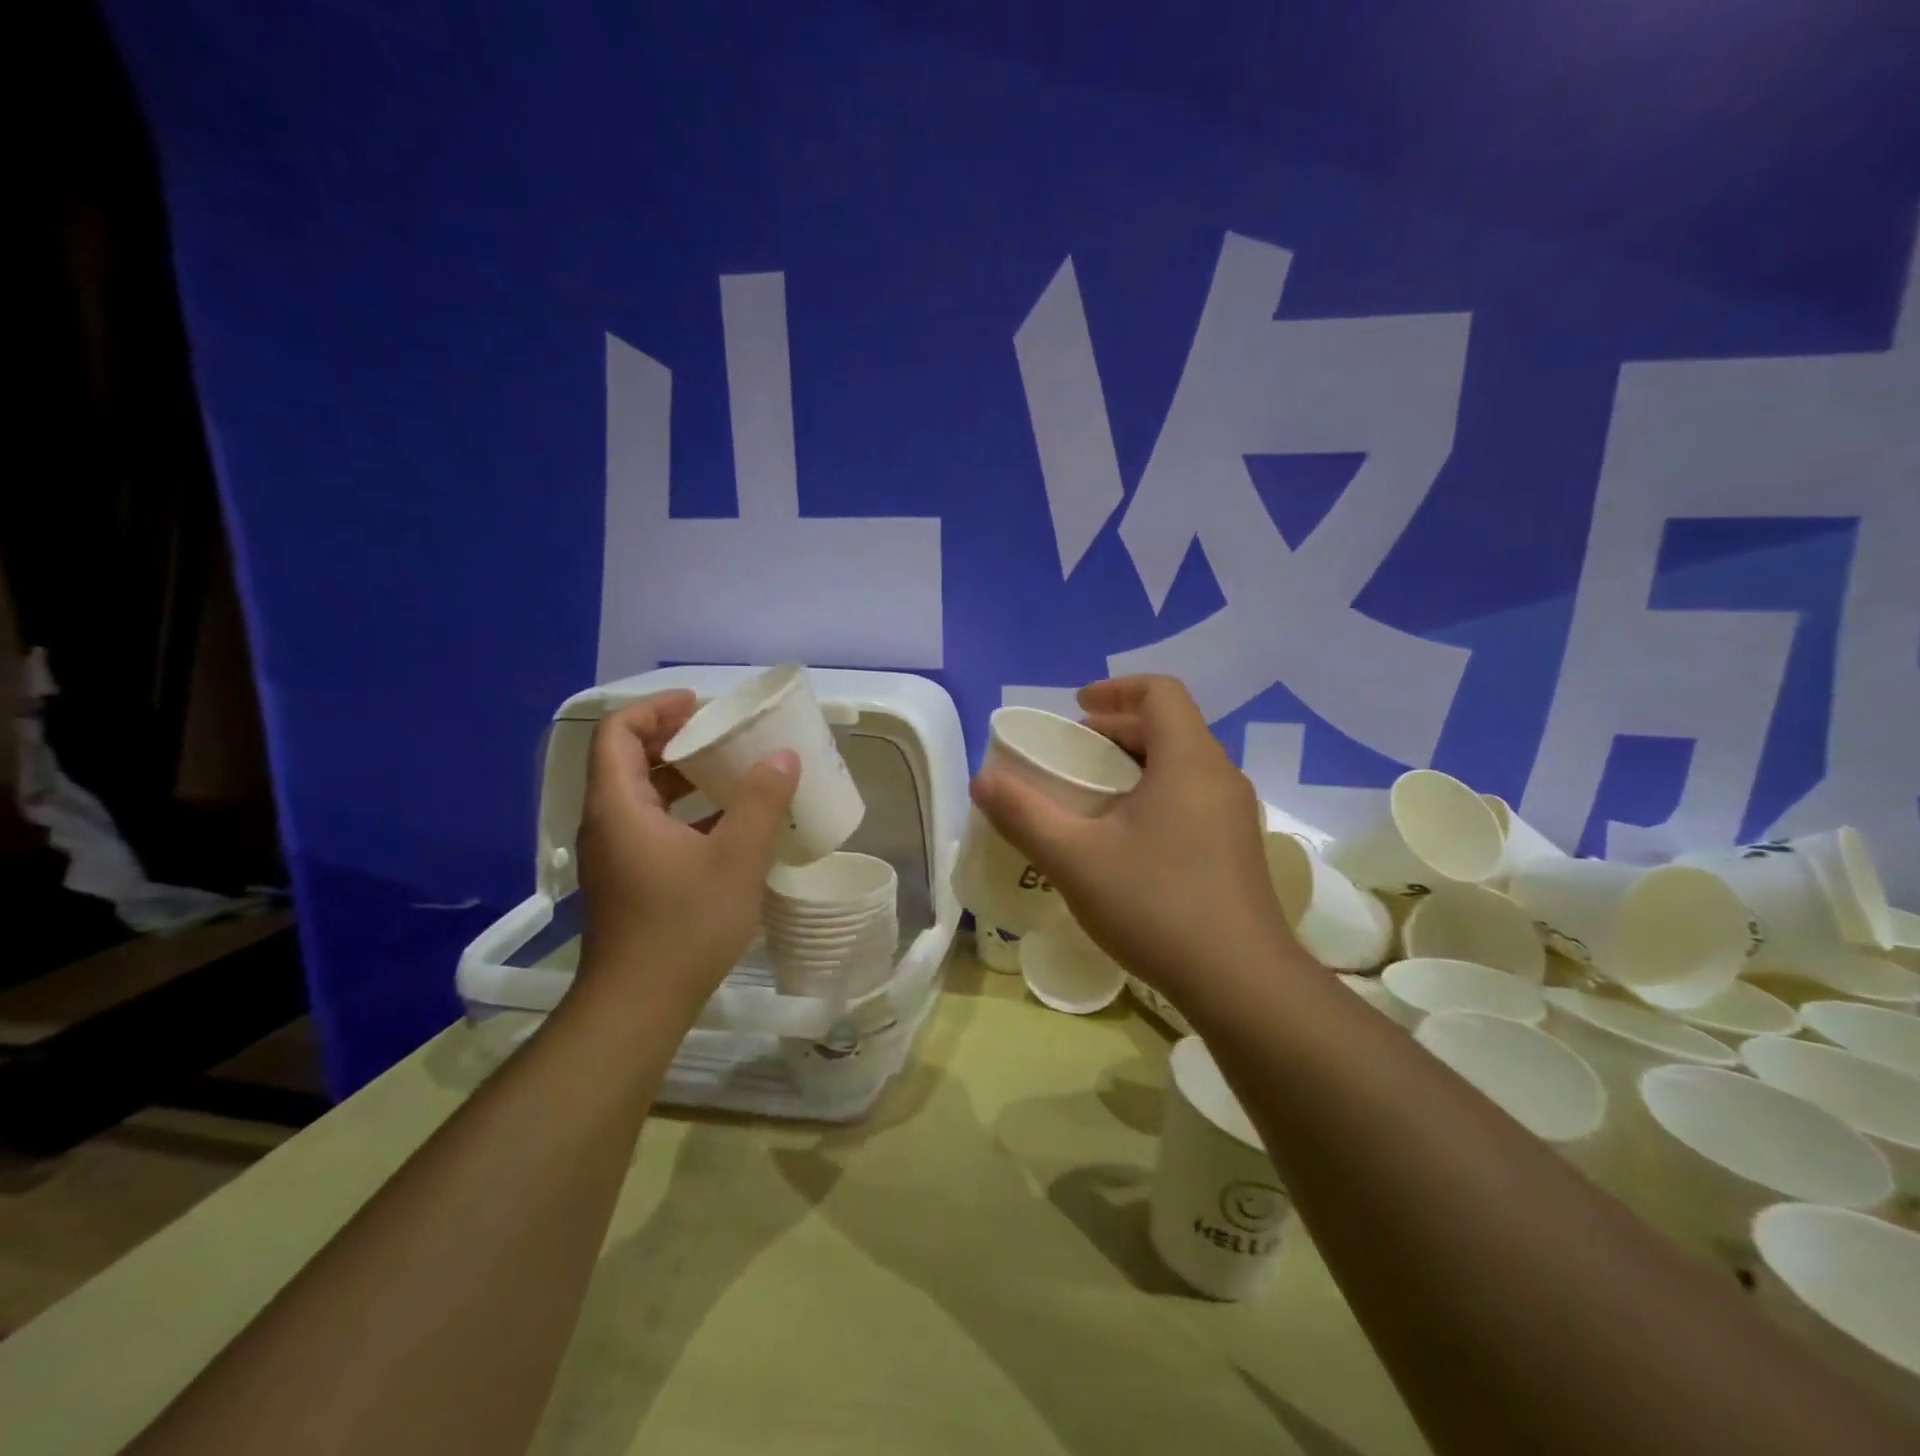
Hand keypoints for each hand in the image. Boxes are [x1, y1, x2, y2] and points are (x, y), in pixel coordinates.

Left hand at [574, 691, 798, 1016]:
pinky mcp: (628, 881)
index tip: (700, 705)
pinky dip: (684, 811)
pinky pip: (652, 826)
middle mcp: (607, 824)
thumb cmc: (683, 925)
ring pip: (641, 796)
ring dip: (682, 776)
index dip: (655, 709)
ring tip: (731, 772)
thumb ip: (761, 802)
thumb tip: (783, 757)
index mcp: (619, 807)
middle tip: (722, 734)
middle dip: (675, 739)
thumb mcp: (736, 858)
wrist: (638, 1006)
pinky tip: (728, 825)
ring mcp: (615, 855)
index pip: (617, 732)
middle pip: (628, 760)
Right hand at [971, 676, 1298, 998]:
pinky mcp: (1238, 848)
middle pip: (1169, 727)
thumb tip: (983, 779)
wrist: (1242, 983)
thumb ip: (1024, 814)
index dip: (1115, 688)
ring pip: (1182, 765)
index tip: (1076, 709)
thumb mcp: (1075, 859)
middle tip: (1072, 756)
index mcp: (1188, 760)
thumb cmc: (1157, 905)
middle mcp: (1220, 776)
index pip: (1160, 691)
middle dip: (1116, 730)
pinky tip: (1126, 841)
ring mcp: (1236, 814)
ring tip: (1093, 797)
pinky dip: (1155, 795)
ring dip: (1135, 765)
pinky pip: (1193, 797)